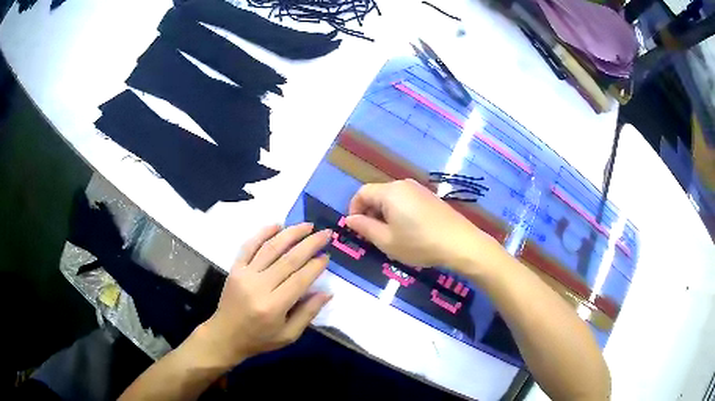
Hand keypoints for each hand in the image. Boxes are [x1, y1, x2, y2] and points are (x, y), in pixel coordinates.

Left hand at [192, 223, 332, 368]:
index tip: (327, 256)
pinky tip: (277, 225)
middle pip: (288, 259)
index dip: (316, 266)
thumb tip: (327, 292)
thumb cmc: (260, 339)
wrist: (225, 336)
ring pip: (270, 248)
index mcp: (274, 306)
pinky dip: (263, 233)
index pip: (300, 279)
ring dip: (290, 233)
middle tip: (325, 233)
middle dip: (310, 244)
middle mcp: (259, 286)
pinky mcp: (235, 268)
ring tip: (307, 225)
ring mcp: (245, 274)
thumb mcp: (289, 335)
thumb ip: (308, 313)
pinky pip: (249, 246)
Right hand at [346, 179, 502, 270]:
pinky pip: (406, 200)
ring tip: (391, 236)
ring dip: (384, 214)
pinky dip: (399, 213)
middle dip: (370, 213)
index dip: (354, 209)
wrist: (460, 243)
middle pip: (377, 194)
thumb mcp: (387, 240)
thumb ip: (365, 227)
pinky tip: (408, 231)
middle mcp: (403, 185)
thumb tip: (349, 219)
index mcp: (390, 192)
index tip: (357, 228)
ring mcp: (419, 189)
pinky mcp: (430, 197)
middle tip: (374, 236)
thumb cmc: (419, 243)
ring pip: (392, 198)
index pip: (362, 193)